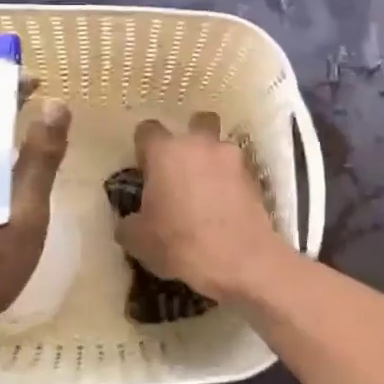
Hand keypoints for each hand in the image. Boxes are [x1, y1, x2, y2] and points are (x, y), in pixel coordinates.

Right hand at [116, 114, 291, 301]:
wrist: (240, 260)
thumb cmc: (180, 243)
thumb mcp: (138, 241)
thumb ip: (128, 223)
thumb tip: (129, 221)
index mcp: (165, 152)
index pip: (147, 130)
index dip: (144, 148)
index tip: (144, 170)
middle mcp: (200, 144)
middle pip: (195, 122)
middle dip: (189, 138)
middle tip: (181, 169)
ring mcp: (231, 158)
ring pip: (220, 146)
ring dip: (213, 160)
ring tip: (207, 190)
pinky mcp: (255, 177)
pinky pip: (237, 171)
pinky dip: (231, 182)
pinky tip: (226, 206)